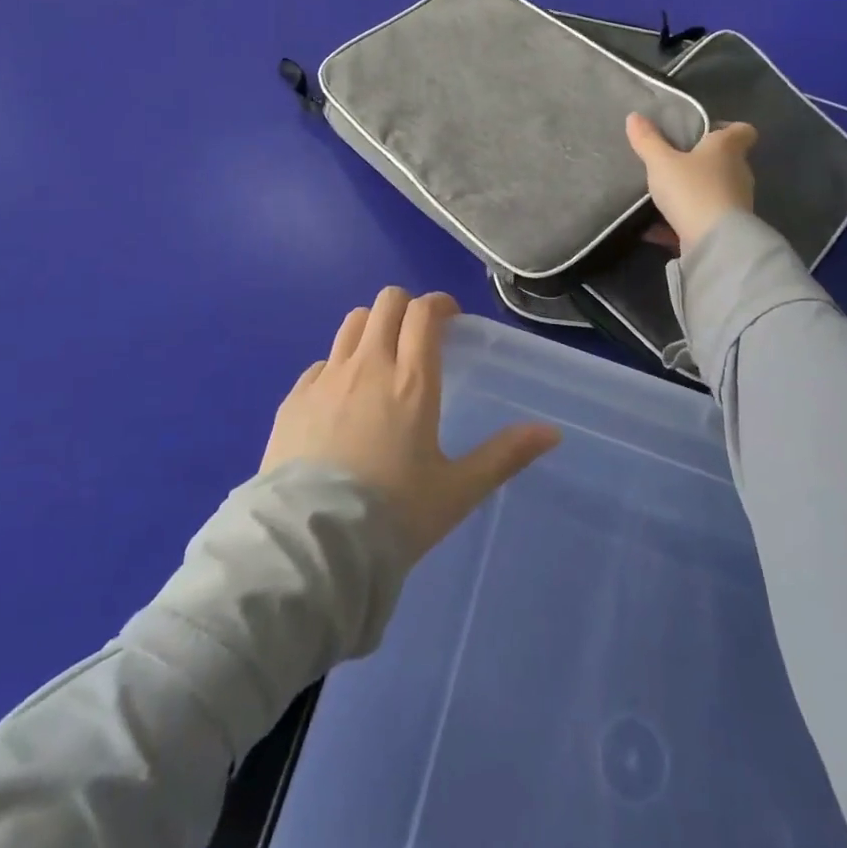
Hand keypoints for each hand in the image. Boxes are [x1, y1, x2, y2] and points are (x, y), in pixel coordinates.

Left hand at [263, 288, 560, 558]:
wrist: (312, 544)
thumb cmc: (393, 516)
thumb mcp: (457, 491)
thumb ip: (504, 455)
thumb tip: (552, 432)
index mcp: (411, 380)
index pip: (423, 312)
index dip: (439, 304)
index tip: (449, 319)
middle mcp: (368, 365)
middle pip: (386, 303)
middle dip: (406, 308)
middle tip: (418, 336)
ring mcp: (326, 378)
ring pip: (352, 323)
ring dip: (372, 328)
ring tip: (381, 359)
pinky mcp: (294, 397)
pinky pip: (321, 363)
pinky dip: (338, 366)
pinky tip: (342, 400)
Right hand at [625, 113, 757, 250]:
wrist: (715, 242)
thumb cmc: (692, 190)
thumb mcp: (661, 162)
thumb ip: (648, 140)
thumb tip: (634, 116)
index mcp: (727, 149)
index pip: (743, 131)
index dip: (727, 128)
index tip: (704, 132)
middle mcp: (738, 172)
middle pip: (726, 160)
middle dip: (703, 161)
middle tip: (674, 162)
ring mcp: (736, 202)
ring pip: (715, 189)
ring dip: (693, 191)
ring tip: (664, 195)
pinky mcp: (727, 228)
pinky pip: (702, 218)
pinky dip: (682, 221)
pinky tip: (654, 230)